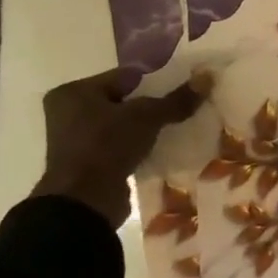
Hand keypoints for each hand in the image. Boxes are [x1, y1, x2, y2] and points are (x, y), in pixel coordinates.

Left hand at [30, 70, 200, 227]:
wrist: (84, 201)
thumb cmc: (106, 146)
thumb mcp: (147, 117)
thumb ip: (176, 99)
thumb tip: (207, 78)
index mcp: (74, 92)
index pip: (124, 77)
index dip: (156, 80)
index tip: (183, 86)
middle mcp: (69, 112)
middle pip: (124, 100)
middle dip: (153, 104)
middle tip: (184, 105)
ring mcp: (77, 139)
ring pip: (123, 124)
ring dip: (148, 126)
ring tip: (179, 125)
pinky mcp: (88, 162)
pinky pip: (121, 144)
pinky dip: (140, 144)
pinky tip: (164, 146)